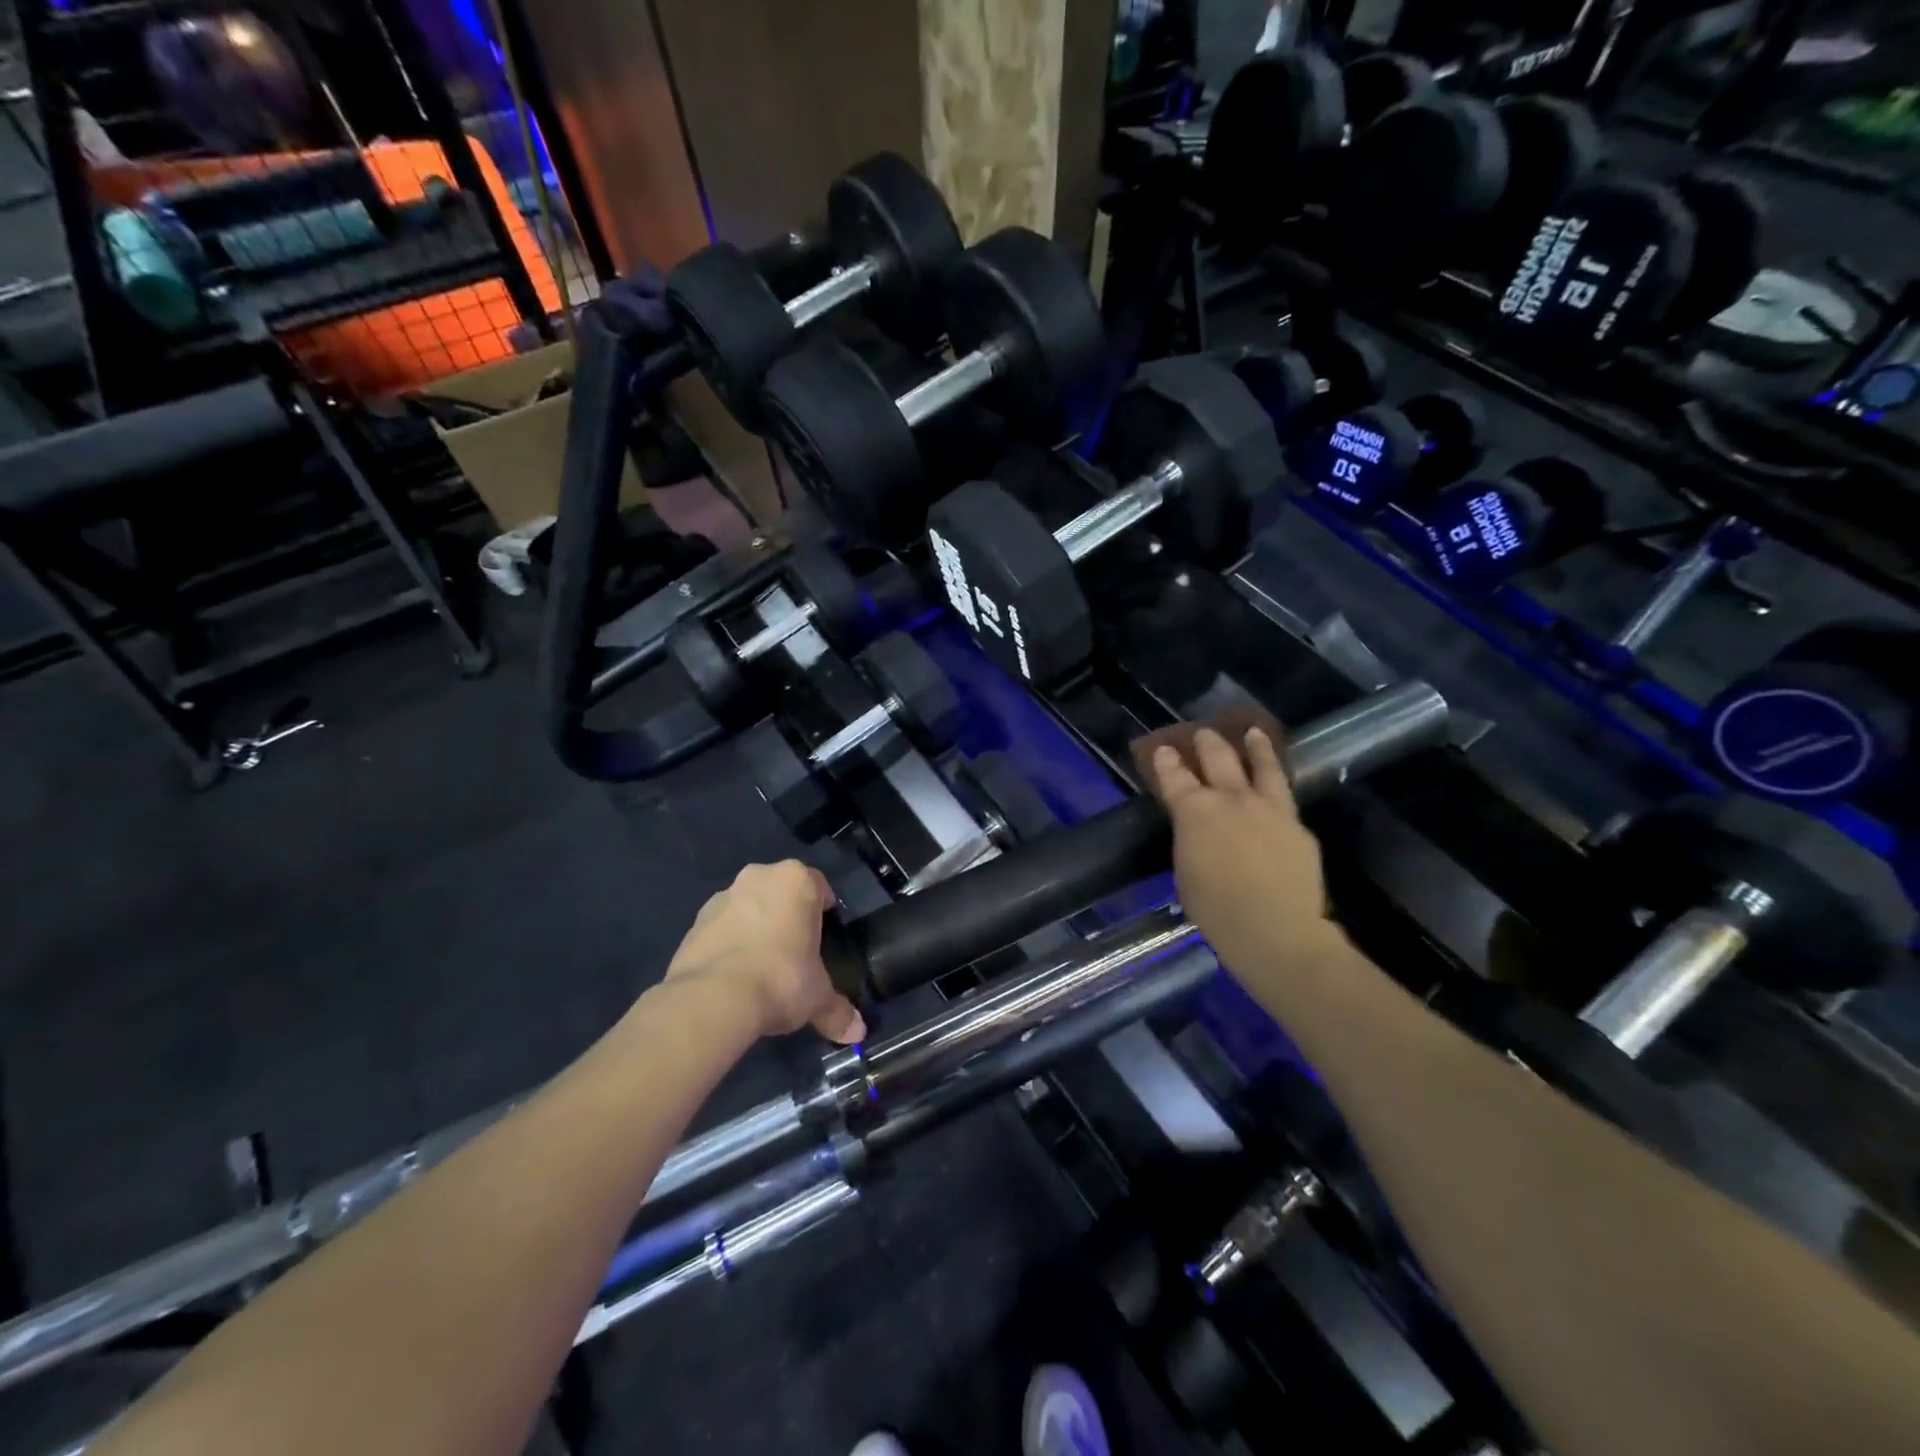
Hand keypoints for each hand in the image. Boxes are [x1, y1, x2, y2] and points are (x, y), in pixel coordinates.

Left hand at [666, 861, 864, 1043]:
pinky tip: (734, 977)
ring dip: (755, 927)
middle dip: (788, 916)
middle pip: (781, 892)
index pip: (819, 886)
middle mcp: (759, 877)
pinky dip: (729, 944)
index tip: (824, 937)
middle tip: (795, 951)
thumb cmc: (780, 979)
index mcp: (796, 880)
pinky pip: (721, 929)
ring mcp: (722, 897)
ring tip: (761, 968)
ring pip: (748, 907)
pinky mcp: (694, 922)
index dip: (824, 912)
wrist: (712, 998)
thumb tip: (858, 1032)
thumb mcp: (817, 998)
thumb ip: (837, 1011)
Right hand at [1150, 727, 1344, 981]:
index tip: (1162, 749)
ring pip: (1263, 766)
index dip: (1166, 761)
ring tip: (1254, 732)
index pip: (1174, 777)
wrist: (1275, 929)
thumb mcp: (1186, 871)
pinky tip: (1277, 787)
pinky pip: (1285, 797)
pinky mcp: (1298, 825)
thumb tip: (1198, 830)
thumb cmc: (1215, 909)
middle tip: (1203, 733)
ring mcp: (1270, 808)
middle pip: (1218, 759)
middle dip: (1207, 743)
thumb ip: (1191, 840)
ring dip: (1256, 747)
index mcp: (1195, 811)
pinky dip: (1277, 785)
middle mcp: (1232, 799)